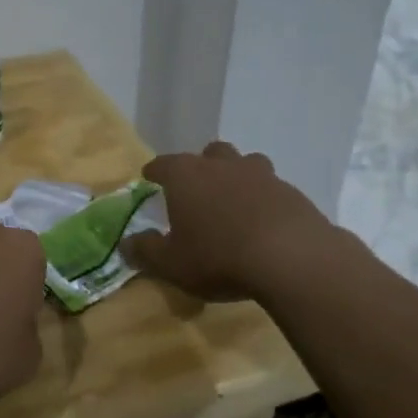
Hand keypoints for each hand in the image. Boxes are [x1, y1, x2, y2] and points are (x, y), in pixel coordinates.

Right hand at [122, 142, 332, 302]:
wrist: (291, 258)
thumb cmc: (218, 257)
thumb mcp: (171, 263)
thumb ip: (145, 251)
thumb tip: (126, 243)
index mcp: (186, 176)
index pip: (163, 164)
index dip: (154, 172)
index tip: (150, 179)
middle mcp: (222, 165)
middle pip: (208, 154)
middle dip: (200, 167)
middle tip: (197, 190)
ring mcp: (261, 175)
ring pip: (244, 164)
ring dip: (236, 178)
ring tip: (233, 203)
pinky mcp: (291, 192)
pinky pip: (271, 188)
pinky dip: (263, 200)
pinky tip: (263, 222)